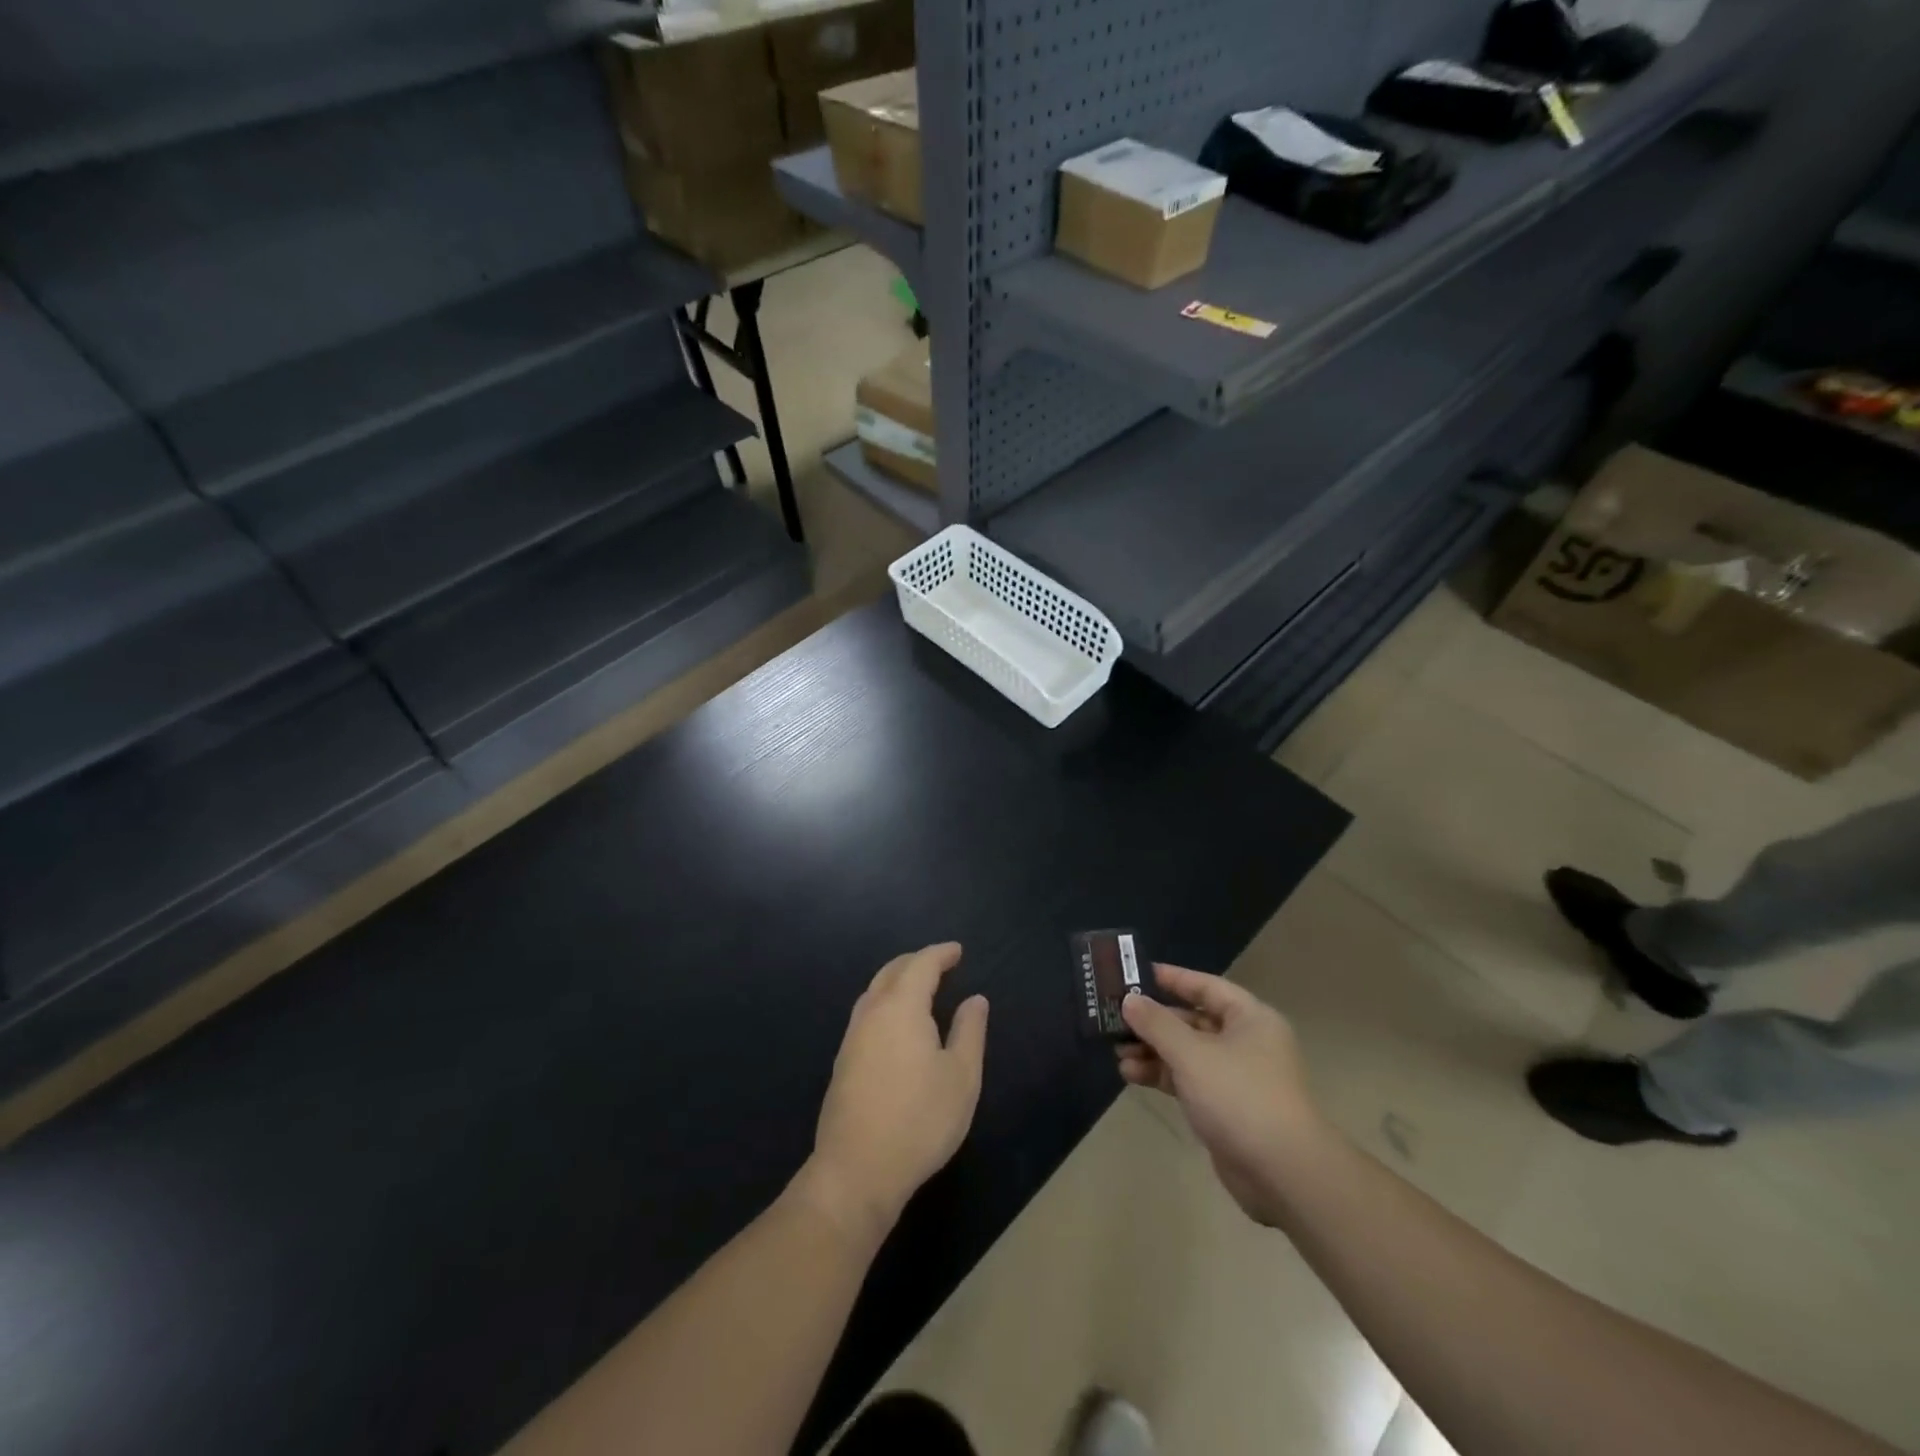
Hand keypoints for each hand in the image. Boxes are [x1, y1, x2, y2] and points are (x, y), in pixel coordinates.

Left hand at [795, 943, 988, 1244]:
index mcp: (901, 1007)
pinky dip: (885, 1001)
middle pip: (892, 971)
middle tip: (940, 963)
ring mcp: (852, 1037)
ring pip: (874, 991)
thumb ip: (970, 1031)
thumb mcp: (961, 1076)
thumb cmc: (919, 1120)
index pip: (921, 965)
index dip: (940, 954)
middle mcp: (872, 1013)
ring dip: (897, 980)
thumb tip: (975, 1000)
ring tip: (919, 987)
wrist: (856, 1171)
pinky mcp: (843, 1062)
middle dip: (916, 961)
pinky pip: (866, 1013)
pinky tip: (895, 1023)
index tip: (958, 951)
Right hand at [1118, 966, 1324, 1225]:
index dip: (1172, 978)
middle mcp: (1245, 1042)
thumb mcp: (1192, 1053)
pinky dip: (1161, 1075)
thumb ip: (1157, 1024)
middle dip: (1154, 1021)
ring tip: (1117, 1051)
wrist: (1283, 1173)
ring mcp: (1235, 1077)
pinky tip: (1130, 1074)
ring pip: (1186, 1053)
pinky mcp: (1224, 1108)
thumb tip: (1129, 999)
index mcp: (1249, 1018)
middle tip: (1115, 1017)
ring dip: (1152, 1050)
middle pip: (1192, 1020)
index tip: (1135, 973)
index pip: (1205, 986)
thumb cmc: (1239, 1096)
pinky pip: (1187, 1080)